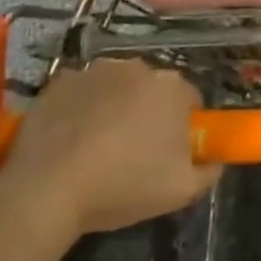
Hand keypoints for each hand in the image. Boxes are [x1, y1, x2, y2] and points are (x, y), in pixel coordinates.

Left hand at [0, 58, 219, 239]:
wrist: (45, 192)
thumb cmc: (122, 187)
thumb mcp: (181, 191)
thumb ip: (209, 171)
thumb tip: (214, 160)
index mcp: (173, 88)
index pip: (190, 101)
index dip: (182, 127)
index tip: (169, 153)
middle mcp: (139, 67)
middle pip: (153, 89)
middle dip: (149, 112)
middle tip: (134, 152)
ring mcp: (96, 70)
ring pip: (117, 87)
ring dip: (115, 107)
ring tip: (97, 147)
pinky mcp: (60, 81)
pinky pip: (81, 92)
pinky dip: (81, 108)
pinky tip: (70, 140)